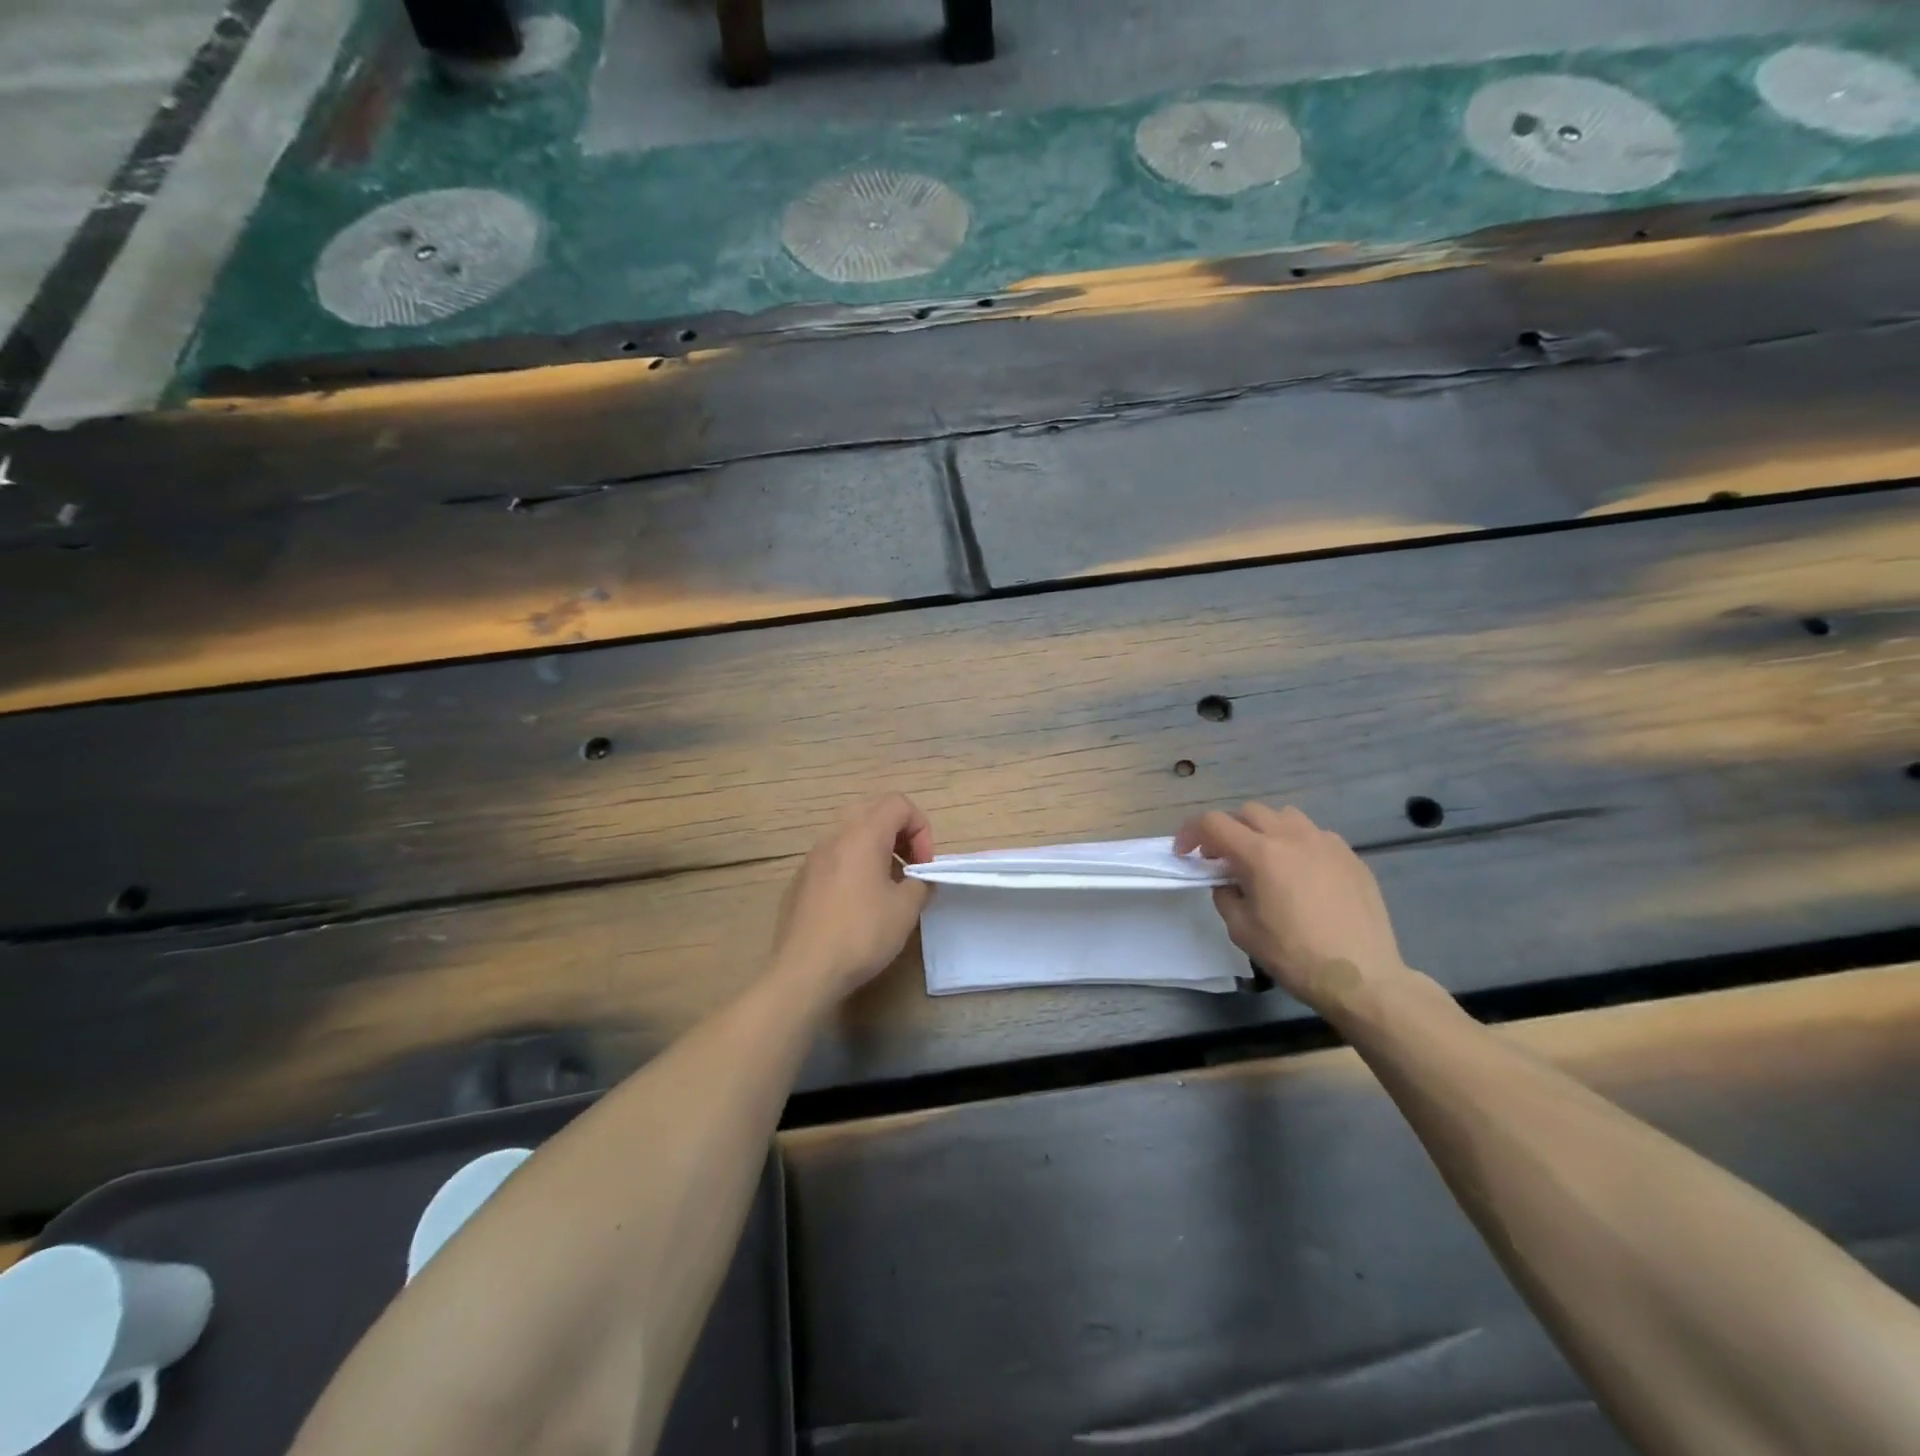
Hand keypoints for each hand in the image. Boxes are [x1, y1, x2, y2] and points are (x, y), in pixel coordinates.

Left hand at [771, 794, 934, 1000]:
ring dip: (876, 849)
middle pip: (873, 811)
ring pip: (850, 834)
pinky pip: (833, 858)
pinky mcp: (800, 880)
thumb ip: (921, 884)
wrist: (804, 971)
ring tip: (886, 887)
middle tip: (909, 867)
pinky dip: (853, 866)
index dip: (921, 829)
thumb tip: (919, 880)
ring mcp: (812, 858)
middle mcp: (834, 837)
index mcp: (862, 835)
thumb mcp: (905, 910)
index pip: (899, 804)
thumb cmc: (861, 934)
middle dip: (899, 833)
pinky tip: (857, 905)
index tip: (923, 865)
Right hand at [1174, 803, 1409, 1017]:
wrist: (1362, 977)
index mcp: (1260, 854)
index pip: (1213, 823)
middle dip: (1227, 829)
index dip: (1191, 833)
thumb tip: (1227, 882)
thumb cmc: (1294, 955)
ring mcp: (1326, 843)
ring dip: (1264, 830)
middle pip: (1248, 812)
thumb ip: (1226, 896)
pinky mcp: (1350, 856)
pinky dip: (1297, 844)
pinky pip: (1315, 835)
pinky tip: (1300, 873)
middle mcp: (1292, 837)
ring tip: (1263, 858)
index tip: (1185, 853)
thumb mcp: (1242, 930)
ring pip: (1285, 816)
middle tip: (1221, 857)